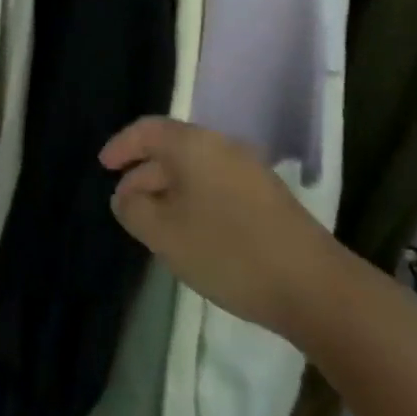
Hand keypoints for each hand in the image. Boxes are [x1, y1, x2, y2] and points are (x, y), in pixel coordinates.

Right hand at [102, 117, 331, 335]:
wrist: (313, 285)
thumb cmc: (227, 251)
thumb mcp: (164, 233)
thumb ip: (133, 209)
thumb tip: (125, 196)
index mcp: (193, 144)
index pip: (147, 130)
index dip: (121, 146)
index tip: (103, 167)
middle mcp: (221, 146)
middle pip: (171, 148)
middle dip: (143, 173)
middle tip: (124, 204)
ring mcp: (249, 169)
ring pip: (195, 169)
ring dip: (169, 189)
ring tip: (154, 223)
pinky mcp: (267, 196)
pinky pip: (216, 184)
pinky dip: (194, 199)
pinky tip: (192, 233)